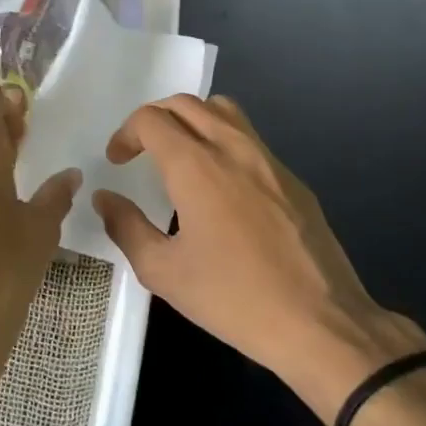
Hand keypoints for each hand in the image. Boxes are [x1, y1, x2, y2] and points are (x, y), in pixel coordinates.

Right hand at [92, 94, 425, 418]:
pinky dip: (223, 140)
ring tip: (180, 155)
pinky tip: (221, 186)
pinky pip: (250, 138)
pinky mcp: (292, 178)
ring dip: (192, 119)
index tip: (118, 162)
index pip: (152, 119)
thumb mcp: (164, 271)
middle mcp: (232, 147)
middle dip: (154, 119)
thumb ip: (126, 227)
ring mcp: (269, 159)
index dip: (126, 133)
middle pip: (186, 103)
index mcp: (197, 165)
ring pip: (223, 110)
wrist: (320, 322)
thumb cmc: (233, 298)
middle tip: (141, 151)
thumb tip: (105, 198)